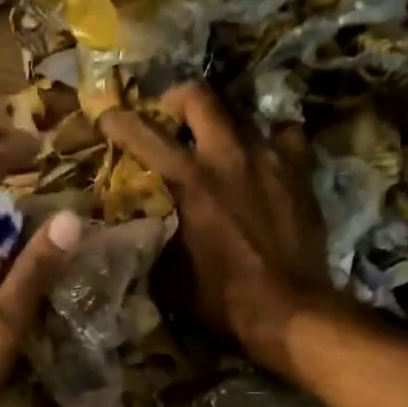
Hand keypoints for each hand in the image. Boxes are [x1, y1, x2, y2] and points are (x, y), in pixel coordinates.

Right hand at [102, 83, 332, 377]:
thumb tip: (139, 223)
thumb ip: (152, 236)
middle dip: (177, 100)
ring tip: (218, 147)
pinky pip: (284, 137)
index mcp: (187, 181)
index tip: (107, 116)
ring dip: (223, 127)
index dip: (119, 120)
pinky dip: (270, 143)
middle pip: (199, 97)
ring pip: (242, 115)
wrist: (287, 310)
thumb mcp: (168, 273)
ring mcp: (268, 158)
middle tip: (171, 117)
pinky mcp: (299, 171)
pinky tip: (265, 161)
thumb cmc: (220, 299)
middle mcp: (227, 156)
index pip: (143, 135)